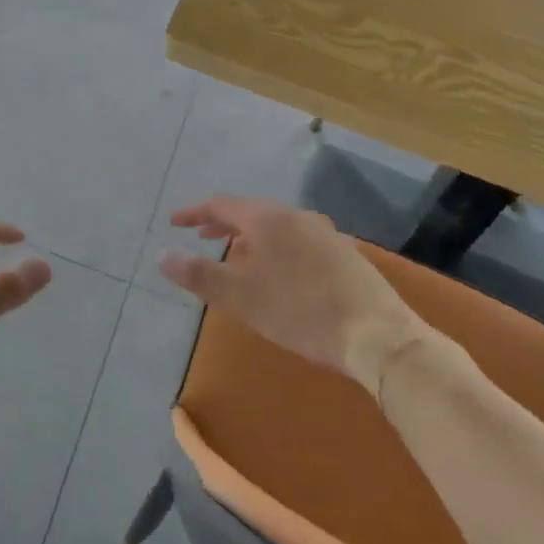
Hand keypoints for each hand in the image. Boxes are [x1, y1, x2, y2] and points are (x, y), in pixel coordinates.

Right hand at [160, 196, 425, 394]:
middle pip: (251, 211)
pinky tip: (280, 272)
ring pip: (277, 225)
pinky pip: (299, 239)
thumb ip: (200, 274)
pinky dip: (277, 246)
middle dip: (223, 223)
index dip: (195, 213)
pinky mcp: (346, 255)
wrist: (380, 337)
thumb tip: (162, 256)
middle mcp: (296, 216)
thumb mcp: (241, 298)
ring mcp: (326, 233)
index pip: (222, 205)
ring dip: (252, 236)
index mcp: (268, 219)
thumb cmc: (301, 313)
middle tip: (202, 235)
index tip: (175, 222)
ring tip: (238, 255)